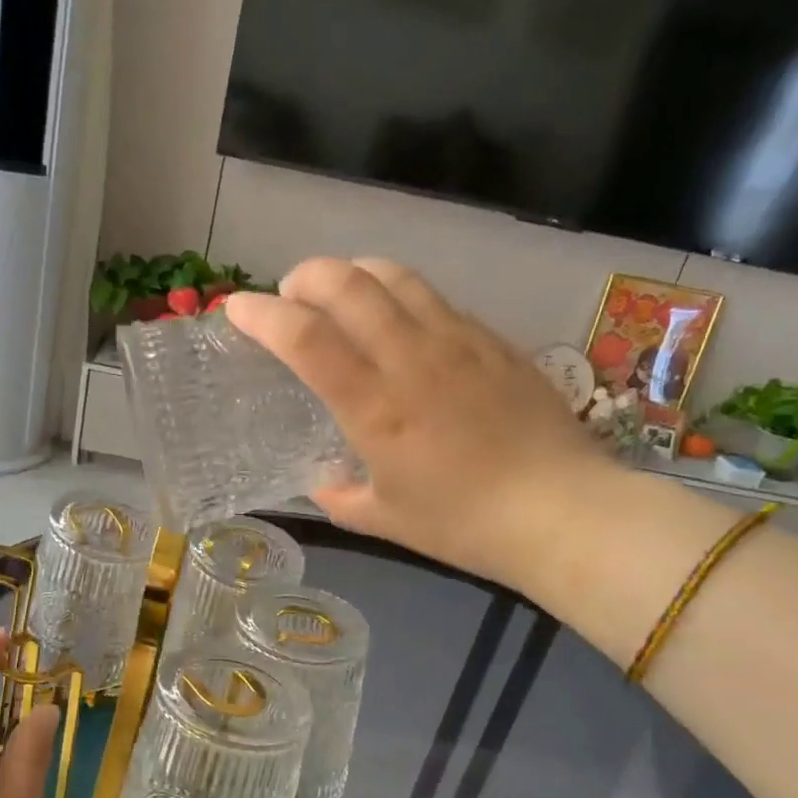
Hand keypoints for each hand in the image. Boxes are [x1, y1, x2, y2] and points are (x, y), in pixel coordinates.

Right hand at [225, 258, 608, 588]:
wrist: (562, 511)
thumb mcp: (385, 520)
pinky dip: (401, 295)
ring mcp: (458, 341)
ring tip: (340, 294)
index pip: (306, 338)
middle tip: (290, 296)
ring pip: (396, 275)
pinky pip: (435, 298)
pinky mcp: (493, 339)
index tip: (236, 308)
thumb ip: (339, 496)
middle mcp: (412, 359)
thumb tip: (321, 479)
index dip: (262, 314)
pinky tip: (402, 323)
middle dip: (305, 276)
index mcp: (375, 407)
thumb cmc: (464, 524)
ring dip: (354, 272)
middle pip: (348, 283)